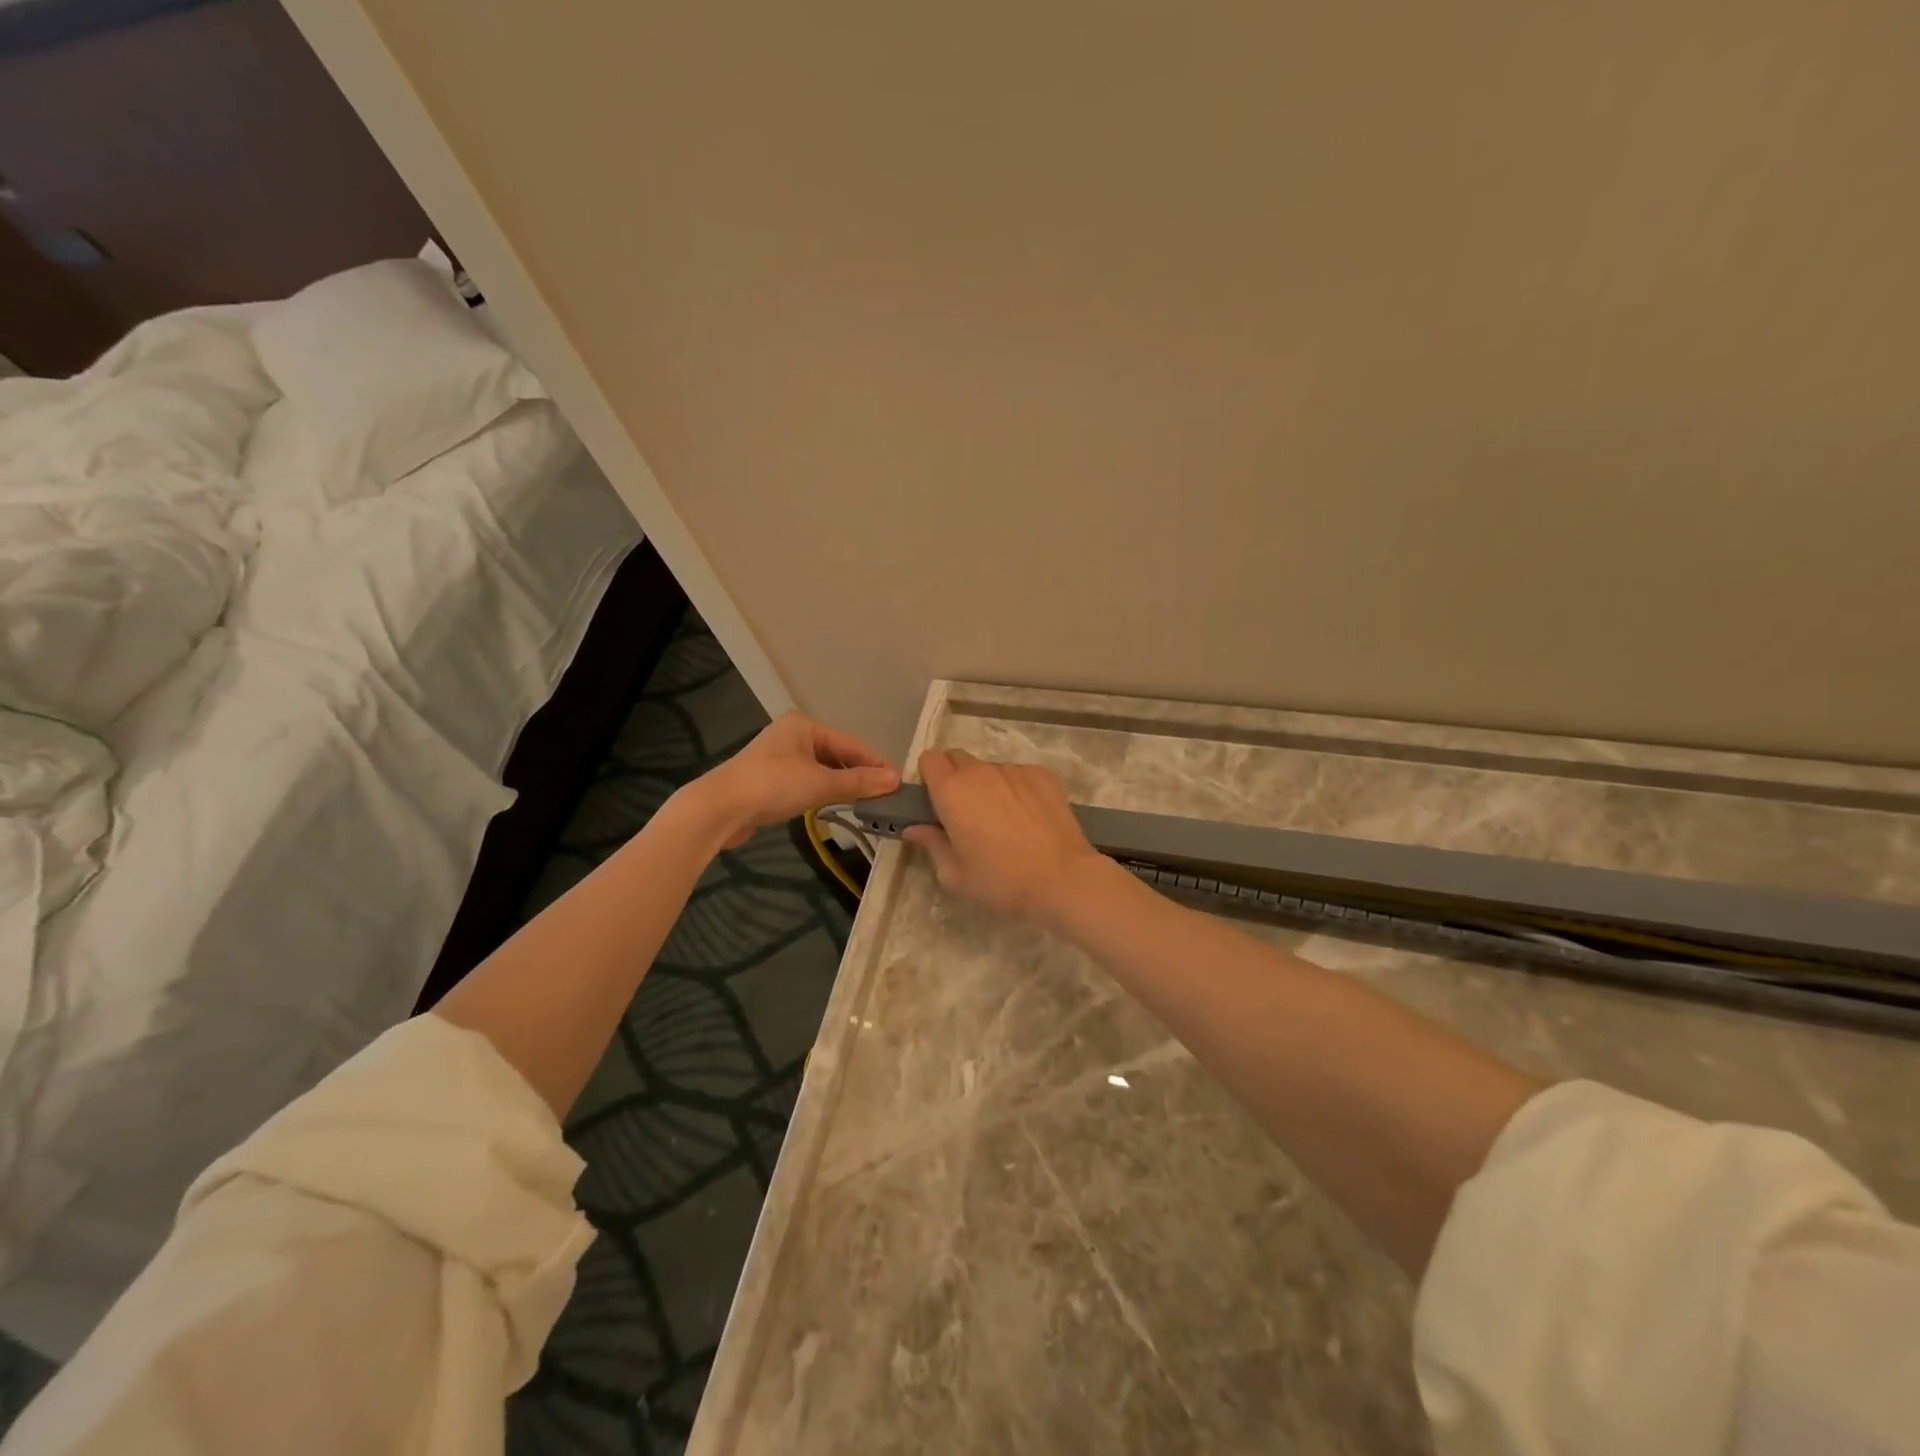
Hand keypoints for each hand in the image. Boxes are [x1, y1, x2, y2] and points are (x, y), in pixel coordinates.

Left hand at [692, 712, 899, 847]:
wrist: (719, 809)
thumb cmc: (772, 786)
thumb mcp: (821, 783)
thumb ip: (858, 781)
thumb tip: (895, 780)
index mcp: (805, 725)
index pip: (852, 743)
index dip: (876, 763)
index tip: (899, 782)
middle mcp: (793, 735)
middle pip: (838, 754)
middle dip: (860, 774)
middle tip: (885, 795)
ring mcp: (780, 757)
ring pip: (823, 769)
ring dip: (843, 784)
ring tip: (867, 802)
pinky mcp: (771, 779)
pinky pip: (808, 781)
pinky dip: (824, 791)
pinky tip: (837, 804)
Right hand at [902, 749, 1112, 924]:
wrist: (1062, 879)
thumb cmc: (1000, 881)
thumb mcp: (954, 875)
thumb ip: (931, 845)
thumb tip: (914, 829)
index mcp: (951, 791)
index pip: (929, 759)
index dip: (929, 776)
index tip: (935, 801)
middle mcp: (980, 771)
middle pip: (958, 758)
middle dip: (955, 777)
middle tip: (965, 812)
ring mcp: (1014, 770)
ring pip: (990, 768)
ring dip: (987, 785)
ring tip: (1003, 820)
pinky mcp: (1042, 775)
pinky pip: (1018, 775)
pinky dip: (1015, 789)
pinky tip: (1028, 818)